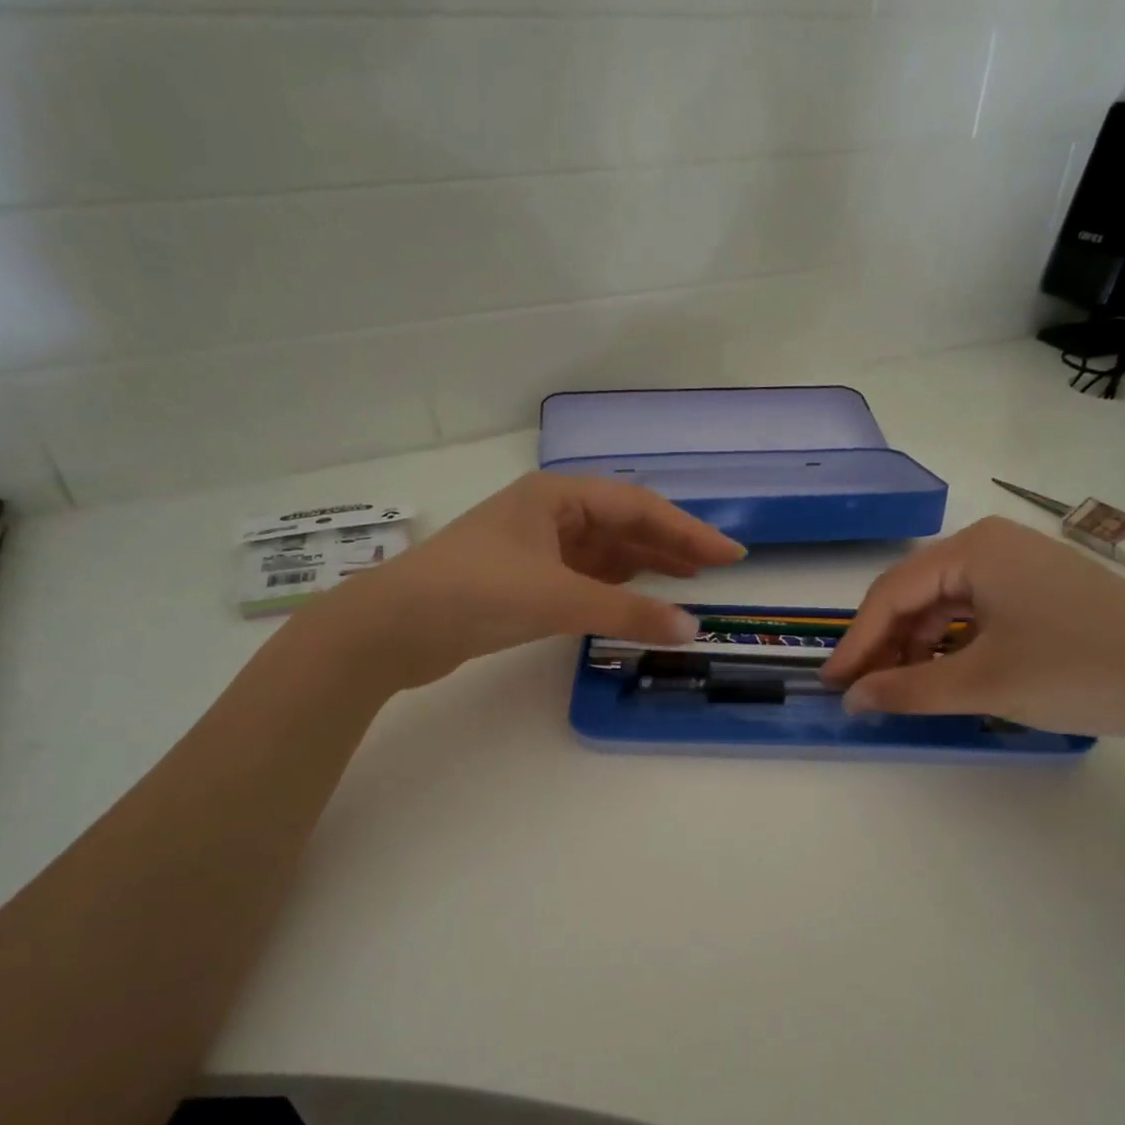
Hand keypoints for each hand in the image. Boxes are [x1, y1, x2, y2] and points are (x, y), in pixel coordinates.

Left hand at [323, 473, 745, 688]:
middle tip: (717, 569)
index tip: (731, 554)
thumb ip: (628, 613)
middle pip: (624, 525)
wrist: (393, 627)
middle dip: (671, 545)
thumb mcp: (559, 599)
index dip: (689, 531)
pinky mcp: (524, 580)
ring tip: (688, 583)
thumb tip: (693, 628)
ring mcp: (535, 546)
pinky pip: (585, 577)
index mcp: (557, 495)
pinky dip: (615, 588)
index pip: (638, 508)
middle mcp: (549, 513)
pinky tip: (637, 598)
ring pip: (604, 552)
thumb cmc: (476, 592)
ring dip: (645, 566)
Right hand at [821, 516, 1124, 743]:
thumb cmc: (1077, 670)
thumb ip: (907, 690)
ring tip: (901, 690)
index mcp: (973, 549)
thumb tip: (853, 700)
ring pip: (944, 605)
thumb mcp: (982, 683)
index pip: (891, 594)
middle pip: (915, 595)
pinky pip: (976, 613)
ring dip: (916, 647)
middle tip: (862, 691)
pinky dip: (951, 645)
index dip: (856, 642)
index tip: (832, 685)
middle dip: (885, 644)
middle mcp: (992, 545)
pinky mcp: (1042, 591)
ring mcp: (1021, 566)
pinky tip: (944, 675)